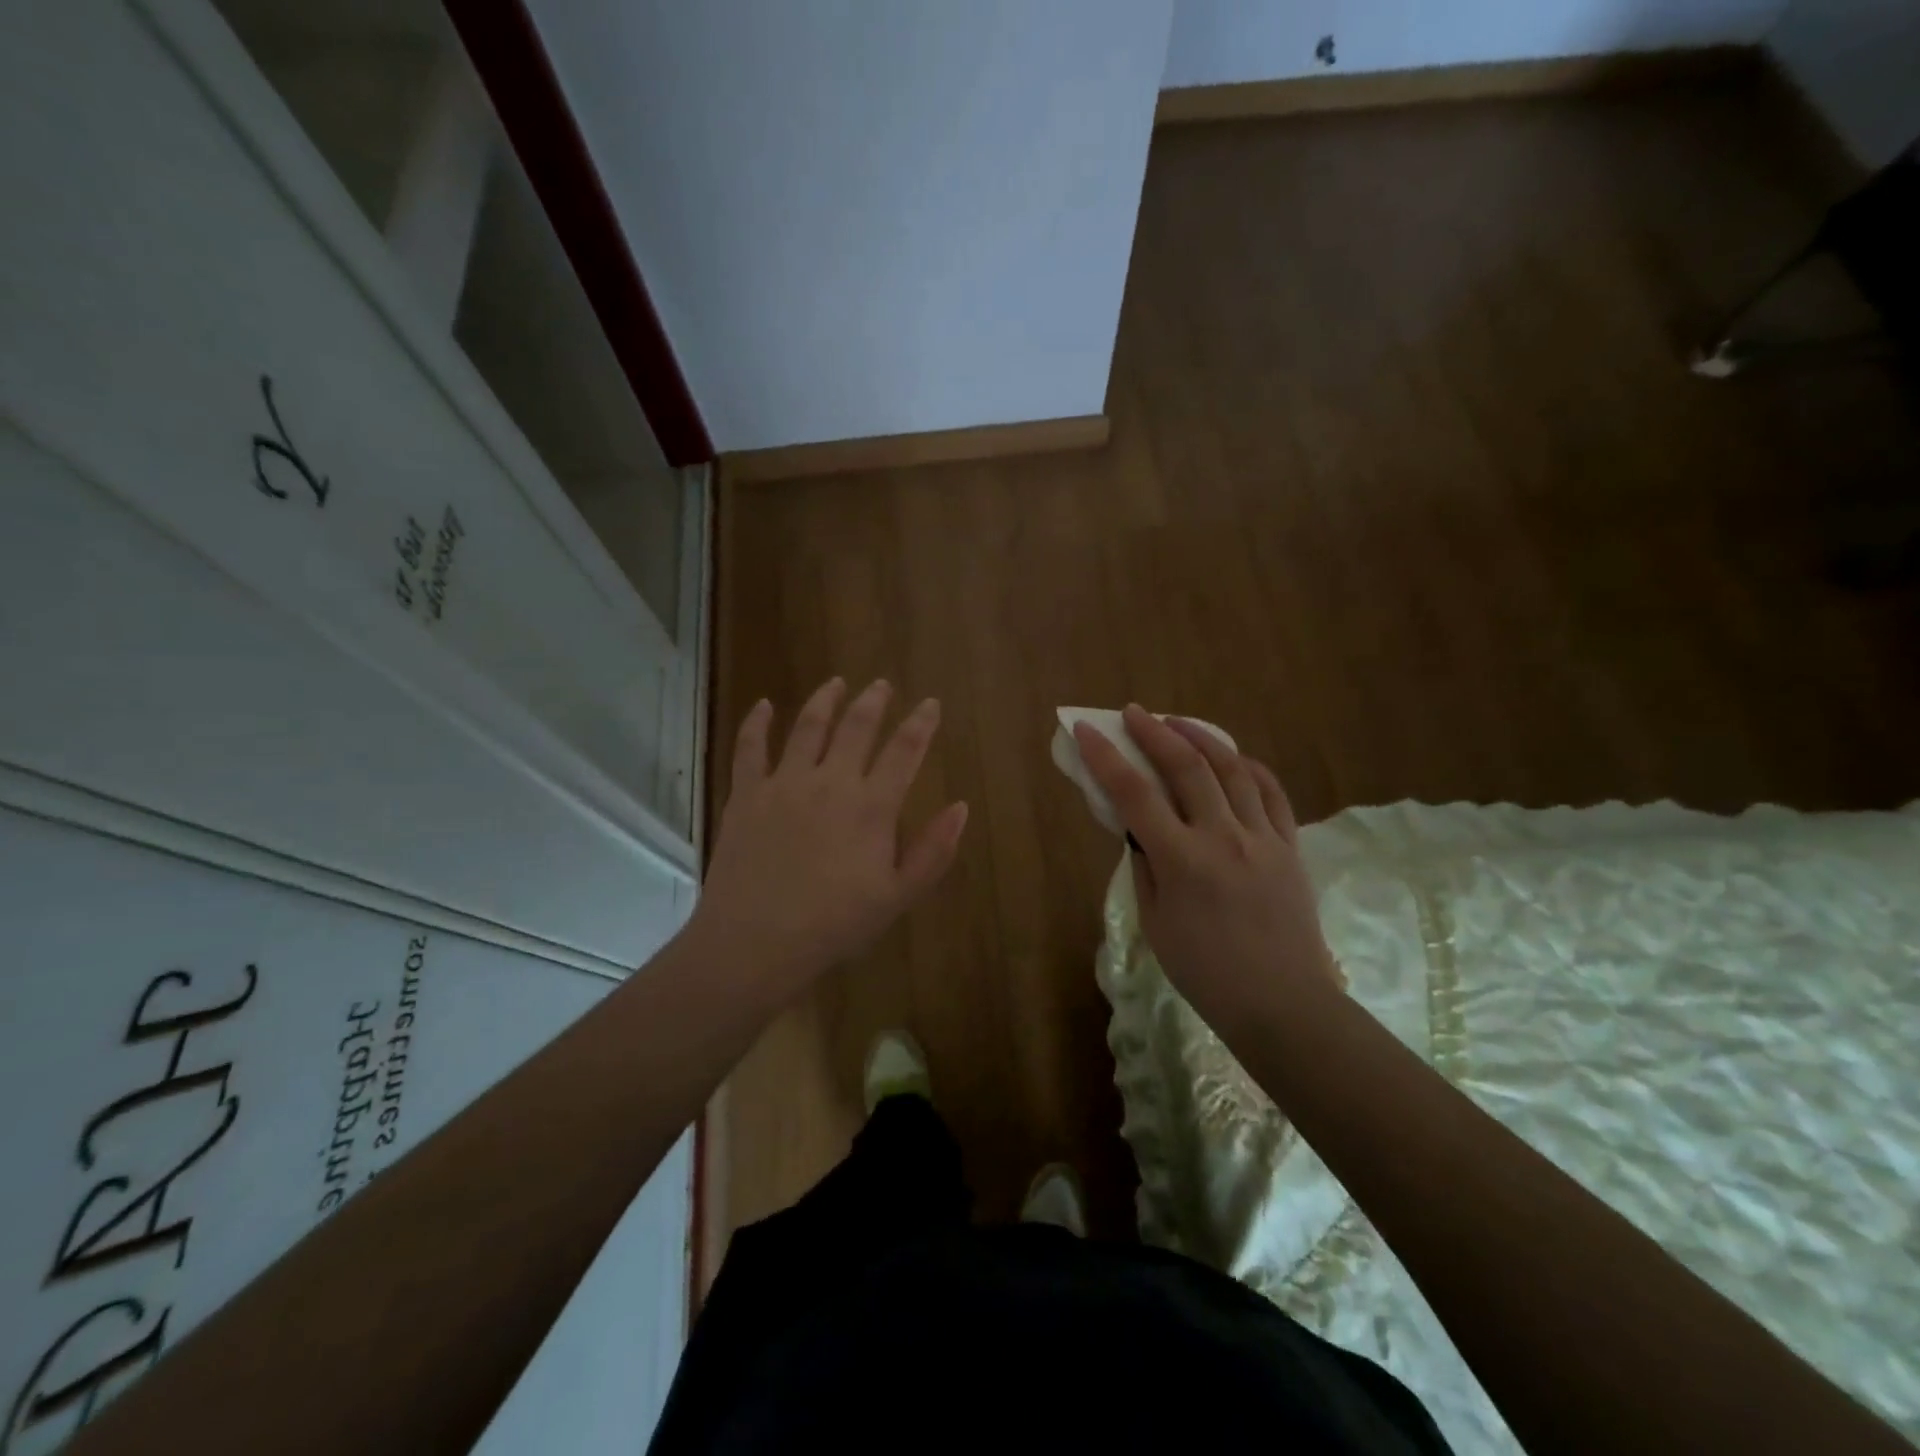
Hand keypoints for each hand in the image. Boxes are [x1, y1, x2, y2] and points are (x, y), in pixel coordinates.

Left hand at [691, 677, 968, 995]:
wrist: (755, 941)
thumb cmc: (834, 924)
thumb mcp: (898, 897)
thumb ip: (933, 851)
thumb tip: (961, 807)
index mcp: (872, 806)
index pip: (904, 751)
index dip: (921, 723)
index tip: (930, 704)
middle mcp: (831, 782)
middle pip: (857, 727)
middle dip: (874, 701)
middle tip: (882, 684)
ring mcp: (784, 783)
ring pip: (808, 726)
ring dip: (825, 699)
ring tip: (836, 683)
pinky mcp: (747, 794)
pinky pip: (750, 748)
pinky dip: (757, 722)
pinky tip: (765, 705)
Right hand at [1073, 706, 1340, 1035]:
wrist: (1282, 1004)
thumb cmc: (1206, 972)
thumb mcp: (1156, 923)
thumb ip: (1145, 867)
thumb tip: (1138, 828)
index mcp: (1181, 860)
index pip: (1134, 793)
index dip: (1105, 757)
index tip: (1086, 730)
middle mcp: (1222, 837)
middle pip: (1185, 767)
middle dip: (1153, 732)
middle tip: (1133, 713)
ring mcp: (1262, 838)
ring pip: (1232, 769)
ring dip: (1201, 737)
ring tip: (1178, 722)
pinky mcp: (1290, 847)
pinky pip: (1272, 793)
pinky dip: (1250, 766)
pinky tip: (1234, 757)